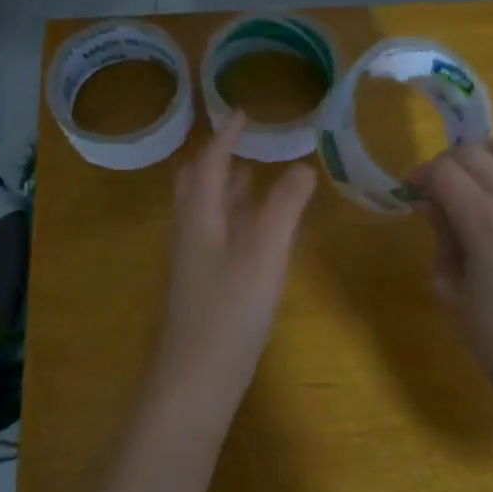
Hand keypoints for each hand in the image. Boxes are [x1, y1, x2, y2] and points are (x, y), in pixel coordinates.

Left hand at [153, 114, 316, 395]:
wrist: (196, 379)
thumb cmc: (230, 309)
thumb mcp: (265, 252)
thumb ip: (284, 207)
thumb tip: (301, 166)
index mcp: (200, 217)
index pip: (208, 163)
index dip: (226, 136)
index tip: (243, 112)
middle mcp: (191, 233)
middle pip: (196, 185)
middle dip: (217, 159)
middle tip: (244, 143)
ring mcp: (194, 262)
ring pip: (207, 212)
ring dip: (226, 188)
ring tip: (253, 175)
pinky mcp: (204, 286)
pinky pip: (217, 235)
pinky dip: (235, 218)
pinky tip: (256, 232)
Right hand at [408, 138, 492, 401]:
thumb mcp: (451, 287)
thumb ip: (441, 235)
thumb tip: (429, 201)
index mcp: (487, 223)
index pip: (445, 172)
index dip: (421, 175)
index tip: (411, 190)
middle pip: (475, 153)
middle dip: (447, 164)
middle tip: (436, 189)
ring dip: (486, 156)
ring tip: (475, 182)